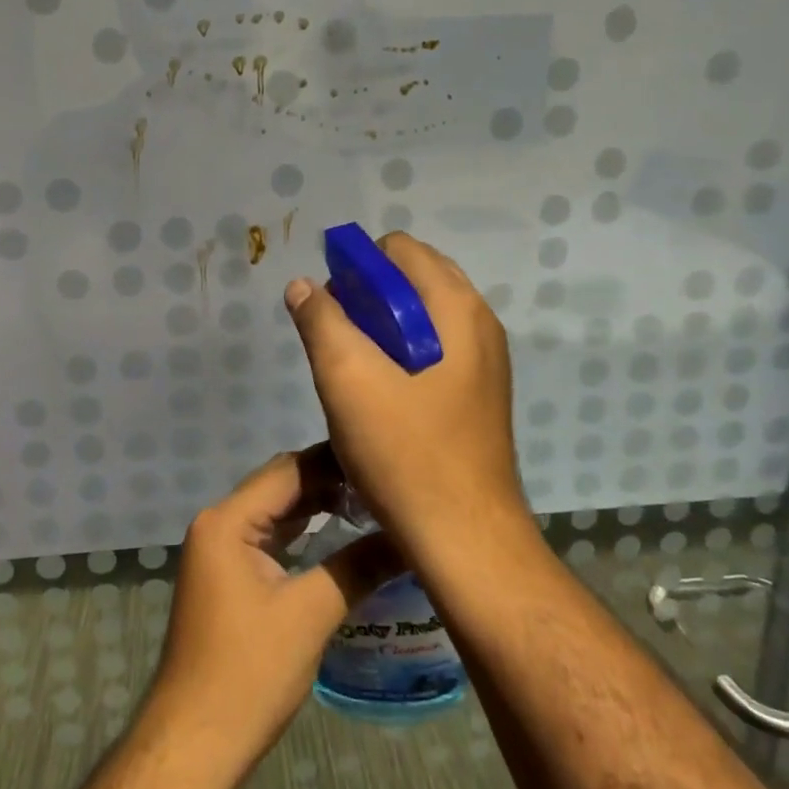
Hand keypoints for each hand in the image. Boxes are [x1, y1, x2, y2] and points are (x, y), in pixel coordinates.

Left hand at [148, 449, 400, 771]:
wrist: (194, 744)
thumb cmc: (248, 673)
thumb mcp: (310, 615)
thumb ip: (358, 568)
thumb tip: (411, 538)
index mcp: (228, 521)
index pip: (288, 471)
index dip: (336, 463)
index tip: (382, 461)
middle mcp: (219, 524)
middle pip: (280, 486)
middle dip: (330, 482)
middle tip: (384, 482)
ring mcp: (220, 551)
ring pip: (276, 512)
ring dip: (318, 507)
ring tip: (372, 502)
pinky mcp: (228, 576)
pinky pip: (270, 538)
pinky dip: (303, 533)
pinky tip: (339, 535)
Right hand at [283, 232, 523, 553]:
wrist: (464, 539)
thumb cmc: (406, 453)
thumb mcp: (348, 380)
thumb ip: (321, 321)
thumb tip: (303, 285)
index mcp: (457, 308)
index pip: (400, 249)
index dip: (357, 266)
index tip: (329, 304)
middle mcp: (480, 324)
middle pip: (415, 279)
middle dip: (369, 295)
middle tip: (337, 336)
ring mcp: (485, 361)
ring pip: (423, 317)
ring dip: (383, 327)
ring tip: (352, 366)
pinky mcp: (478, 394)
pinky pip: (435, 349)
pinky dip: (402, 352)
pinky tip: (379, 392)